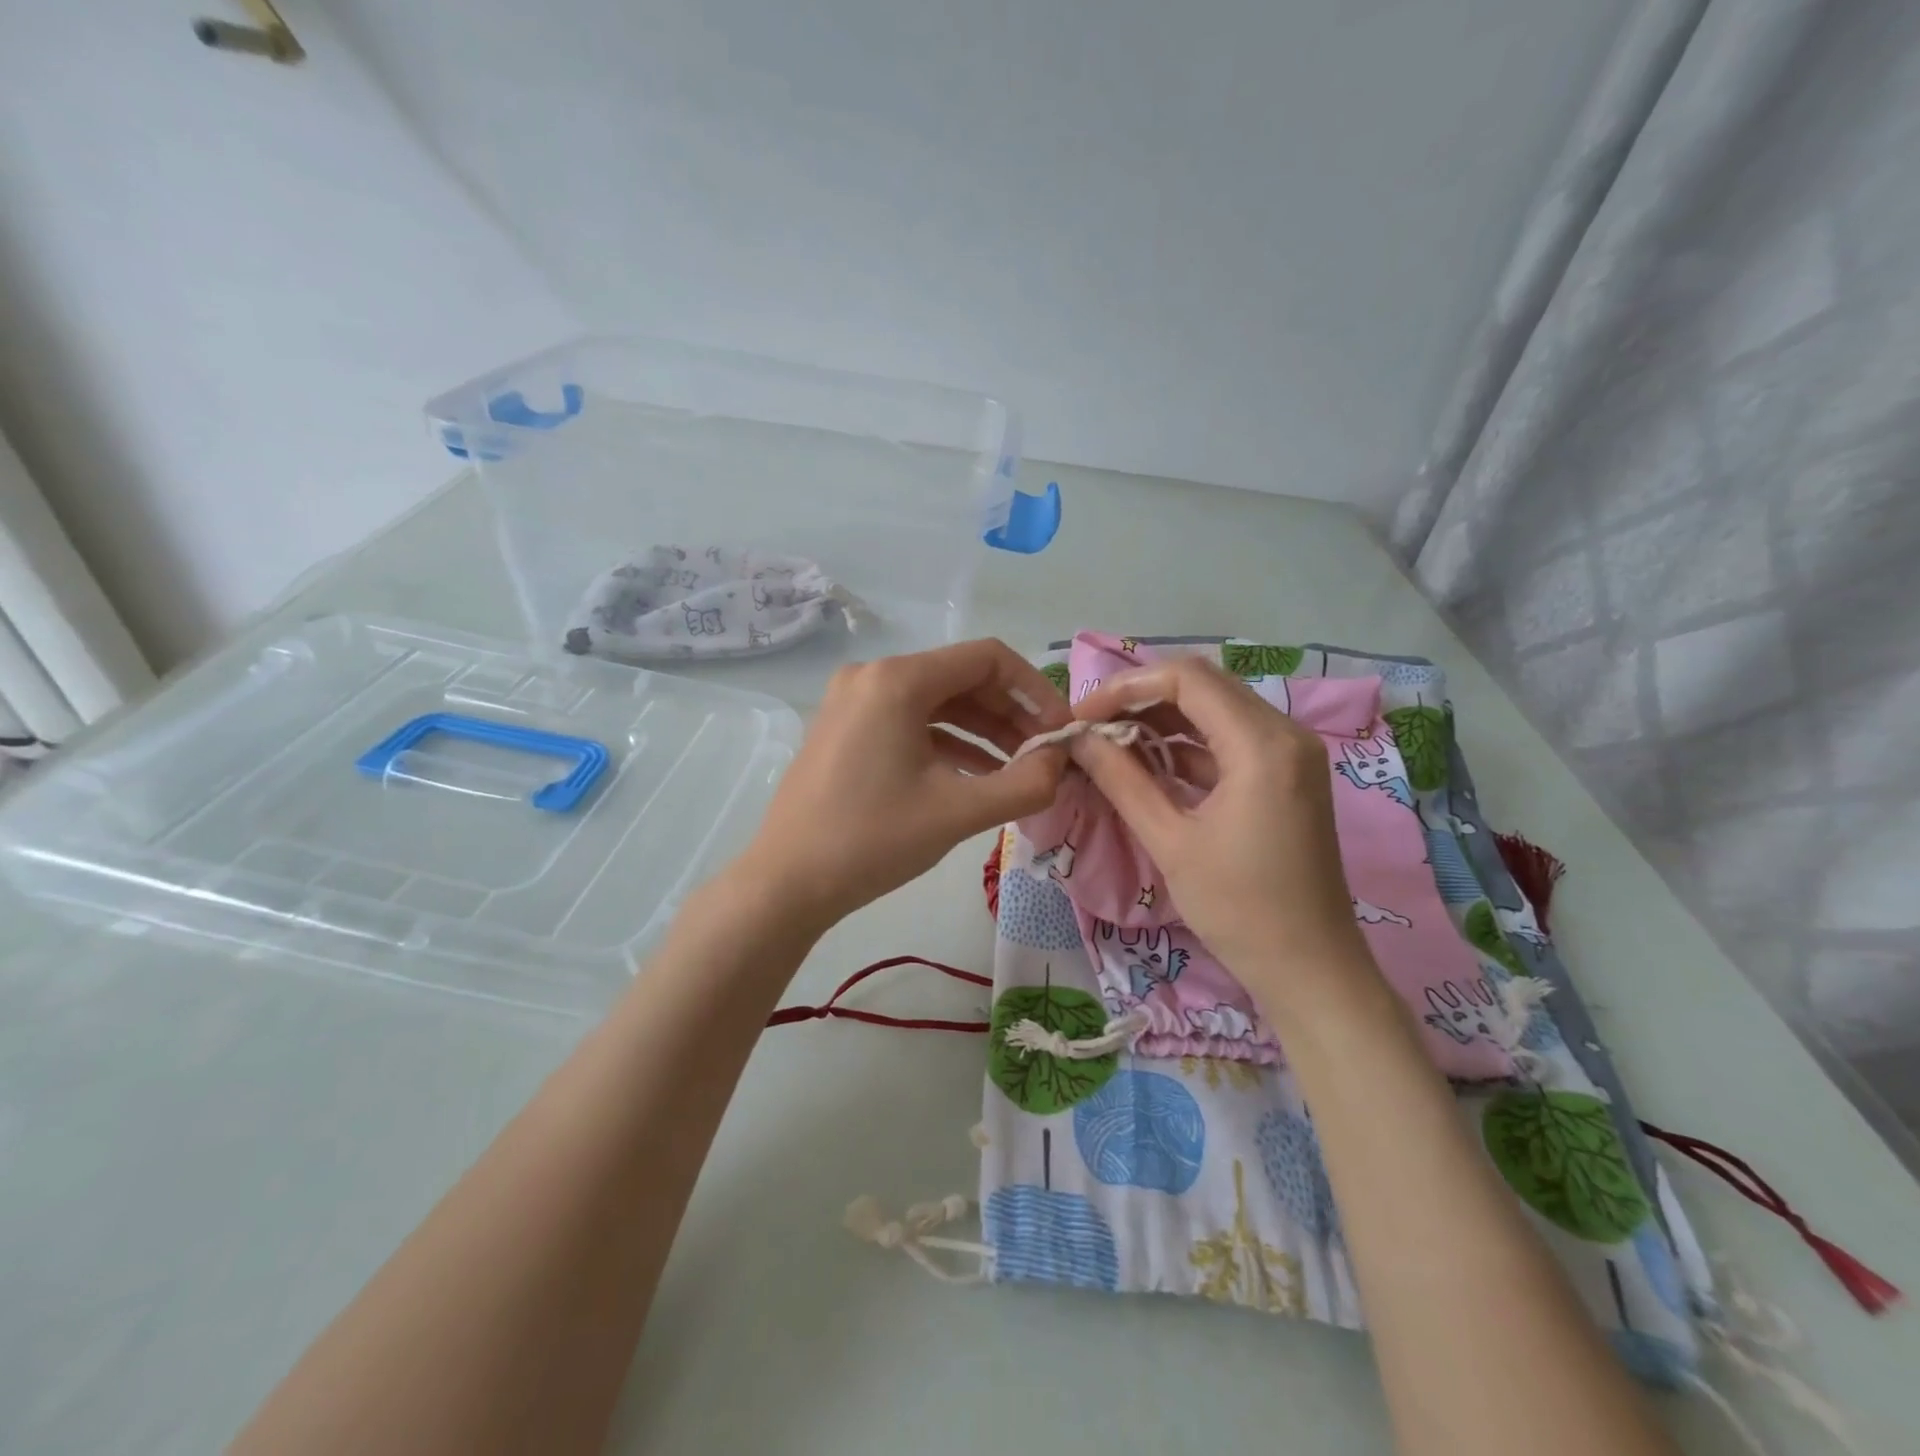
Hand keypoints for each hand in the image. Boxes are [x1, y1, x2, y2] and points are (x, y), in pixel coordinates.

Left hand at [737, 640, 1071, 929]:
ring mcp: (853, 701)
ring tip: (1021, 768)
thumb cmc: (873, 841)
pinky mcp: (846, 728)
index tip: (1060, 731)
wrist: (786, 883)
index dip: (1034, 690)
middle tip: (1045, 754)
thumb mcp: (958, 812)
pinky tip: (978, 775)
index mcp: (898, 680)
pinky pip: (910, 722)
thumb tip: (1062, 762)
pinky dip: (948, 742)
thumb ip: (1025, 783)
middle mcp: (873, 676)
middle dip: (1010, 714)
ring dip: (983, 731)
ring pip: (937, 702)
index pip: (987, 658)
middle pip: (961, 677)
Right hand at [1069, 657, 1369, 1005]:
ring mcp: (1289, 753)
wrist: (1310, 970)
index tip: (1081, 716)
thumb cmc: (1240, 910)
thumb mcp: (1171, 842)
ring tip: (1107, 741)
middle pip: (1202, 685)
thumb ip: (1122, 780)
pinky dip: (1185, 744)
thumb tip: (1078, 739)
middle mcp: (1285, 733)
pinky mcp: (1285, 775)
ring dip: (1160, 718)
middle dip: (1139, 698)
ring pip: (1214, 708)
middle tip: (1090, 725)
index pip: (1186, 678)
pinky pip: (1227, 739)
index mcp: (1263, 744)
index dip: (1125, 687)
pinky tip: (1144, 760)